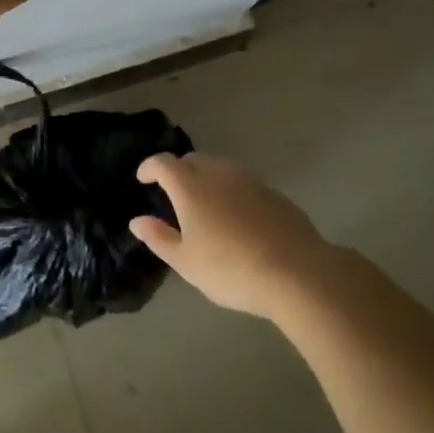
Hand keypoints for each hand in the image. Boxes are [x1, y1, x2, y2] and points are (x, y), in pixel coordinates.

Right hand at [130, 153, 331, 319]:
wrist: (296, 272)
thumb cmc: (230, 269)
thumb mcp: (186, 262)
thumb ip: (159, 238)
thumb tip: (137, 221)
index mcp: (190, 186)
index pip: (164, 163)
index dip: (150, 167)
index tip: (143, 179)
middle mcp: (218, 173)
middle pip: (192, 160)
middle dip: (178, 170)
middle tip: (172, 192)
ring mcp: (249, 180)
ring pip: (220, 167)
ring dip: (206, 177)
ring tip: (204, 203)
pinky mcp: (273, 192)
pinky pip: (242, 182)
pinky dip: (231, 190)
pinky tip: (236, 216)